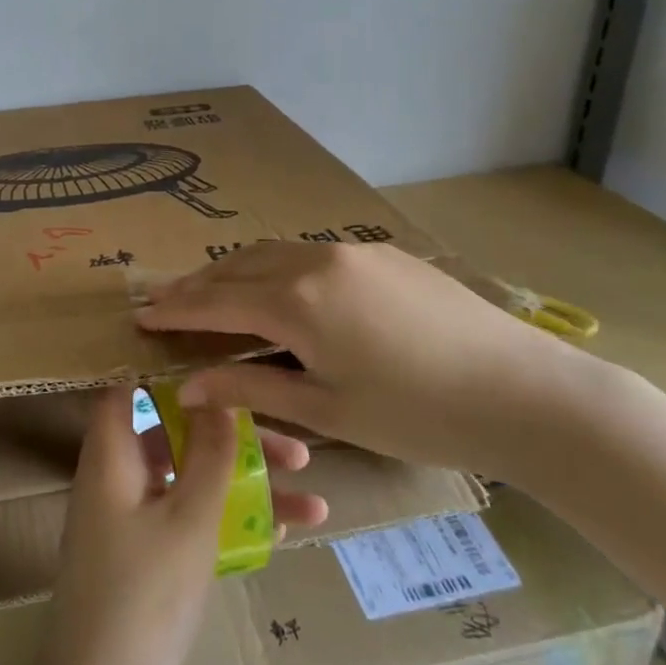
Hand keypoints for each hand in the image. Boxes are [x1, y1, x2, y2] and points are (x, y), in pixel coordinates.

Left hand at [32, 387, 323, 664]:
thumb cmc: (144, 597)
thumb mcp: (189, 520)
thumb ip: (209, 455)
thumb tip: (219, 396)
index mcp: (112, 458)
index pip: (130, 393)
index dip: (173, 381)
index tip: (228, 379)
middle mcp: (117, 481)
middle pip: (177, 439)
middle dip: (235, 440)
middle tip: (296, 452)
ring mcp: (130, 522)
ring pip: (192, 482)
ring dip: (246, 484)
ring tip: (312, 496)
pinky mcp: (144, 559)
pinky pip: (189, 521)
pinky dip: (229, 520)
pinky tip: (286, 533)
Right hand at [135, 240, 590, 481]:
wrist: (525, 391)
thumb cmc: (418, 414)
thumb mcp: (327, 410)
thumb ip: (251, 387)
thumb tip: (188, 385)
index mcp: (297, 302)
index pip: (215, 301)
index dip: (174, 309)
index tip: (140, 315)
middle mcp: (317, 261)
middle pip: (238, 266)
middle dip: (197, 284)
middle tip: (165, 302)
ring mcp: (354, 251)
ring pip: (274, 253)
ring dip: (236, 271)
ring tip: (212, 292)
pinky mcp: (383, 253)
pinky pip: (311, 254)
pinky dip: (277, 269)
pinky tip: (279, 289)